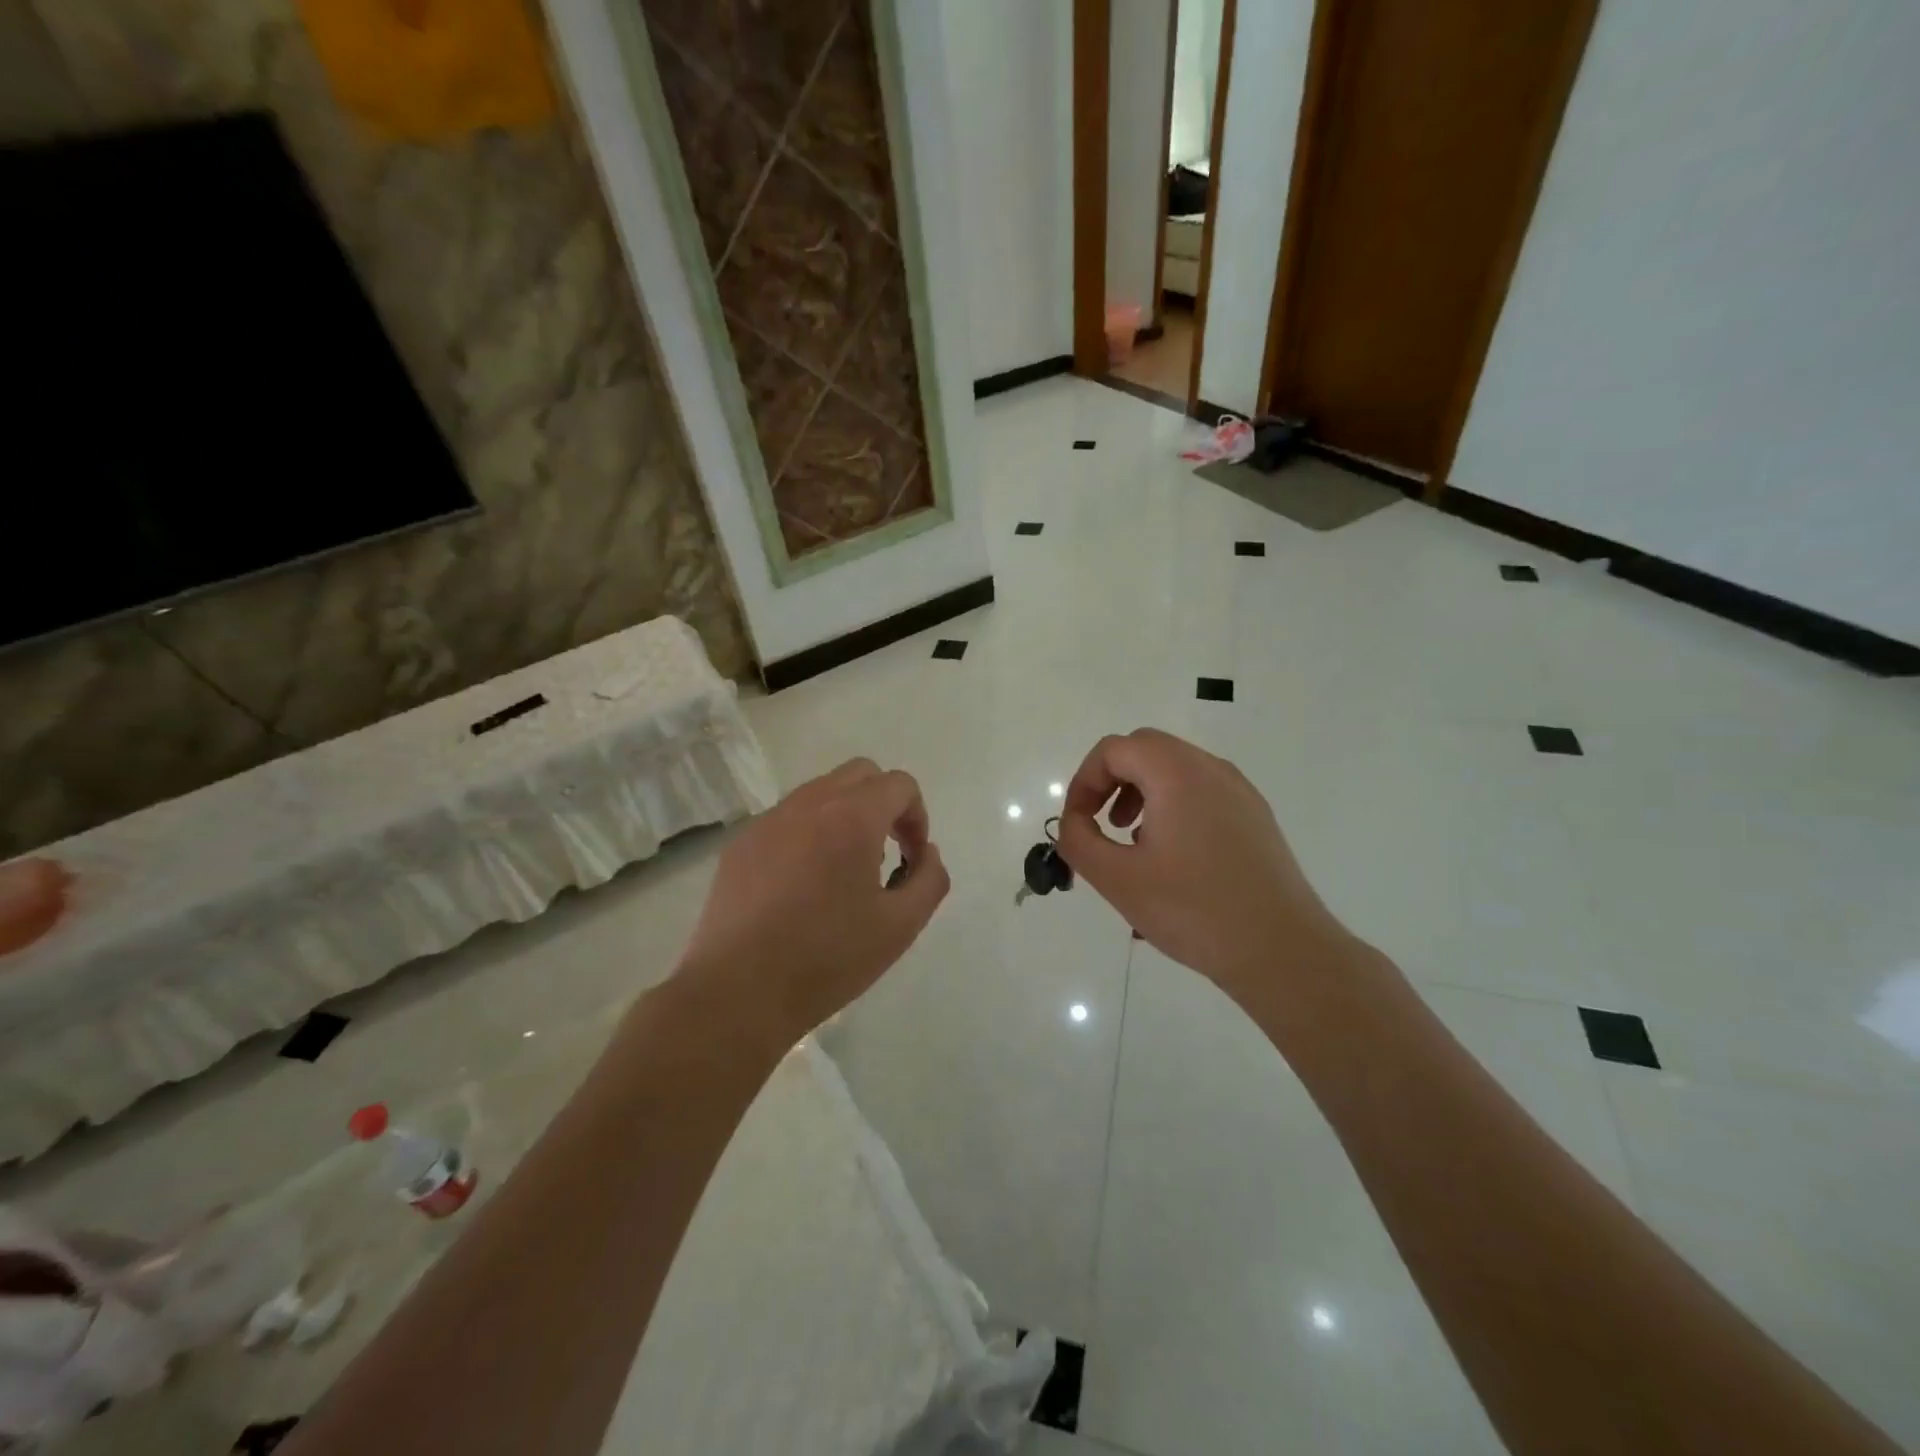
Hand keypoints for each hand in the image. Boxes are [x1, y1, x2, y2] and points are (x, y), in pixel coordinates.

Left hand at [673, 758, 949, 1047]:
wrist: (737, 991)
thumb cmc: (827, 959)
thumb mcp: (901, 926)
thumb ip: (929, 879)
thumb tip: (925, 853)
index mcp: (852, 817)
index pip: (899, 784)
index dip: (917, 817)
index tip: (912, 859)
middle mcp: (809, 804)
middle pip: (860, 774)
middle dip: (884, 804)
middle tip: (885, 853)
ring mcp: (769, 821)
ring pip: (820, 792)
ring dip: (845, 816)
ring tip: (843, 873)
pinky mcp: (741, 844)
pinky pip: (787, 819)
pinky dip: (809, 834)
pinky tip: (802, 887)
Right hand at [1057, 728, 1350, 1002]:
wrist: (1281, 950)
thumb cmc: (1193, 910)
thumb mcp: (1118, 879)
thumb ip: (1079, 841)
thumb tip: (1073, 823)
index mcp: (1176, 773)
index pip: (1114, 749)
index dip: (1084, 782)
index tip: (1078, 823)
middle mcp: (1210, 769)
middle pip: (1145, 749)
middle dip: (1112, 781)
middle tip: (1101, 825)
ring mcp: (1239, 791)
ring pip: (1175, 769)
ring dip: (1142, 793)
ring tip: (1133, 843)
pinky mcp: (1255, 816)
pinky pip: (1201, 792)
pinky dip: (1173, 806)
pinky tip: (1173, 858)